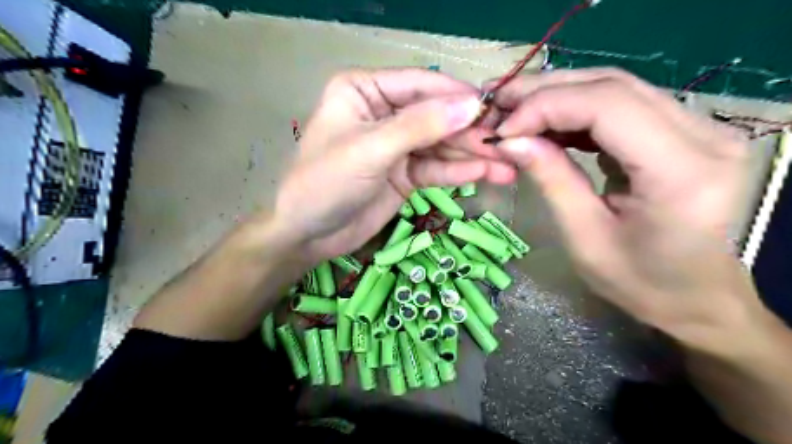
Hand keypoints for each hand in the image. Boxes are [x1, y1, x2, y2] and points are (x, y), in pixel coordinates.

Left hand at [275, 68, 517, 260]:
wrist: (307, 234)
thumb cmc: (324, 182)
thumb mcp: (370, 149)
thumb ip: (420, 126)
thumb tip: (472, 105)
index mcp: (365, 90)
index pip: (420, 85)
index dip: (457, 96)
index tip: (493, 109)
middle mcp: (384, 112)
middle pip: (436, 116)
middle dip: (470, 132)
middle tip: (507, 144)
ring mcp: (397, 145)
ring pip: (441, 144)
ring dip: (472, 155)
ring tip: (507, 166)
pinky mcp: (404, 173)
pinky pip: (435, 168)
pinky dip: (458, 172)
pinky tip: (485, 175)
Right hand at [490, 68, 767, 356]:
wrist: (696, 297)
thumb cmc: (641, 282)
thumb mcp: (585, 237)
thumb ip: (551, 180)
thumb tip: (509, 140)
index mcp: (683, 170)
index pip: (607, 106)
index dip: (546, 107)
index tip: (503, 130)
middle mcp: (704, 135)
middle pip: (612, 86)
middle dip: (546, 91)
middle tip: (498, 103)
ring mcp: (699, 128)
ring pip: (616, 88)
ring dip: (558, 95)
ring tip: (514, 109)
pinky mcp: (684, 131)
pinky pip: (621, 106)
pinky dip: (576, 110)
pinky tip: (546, 124)